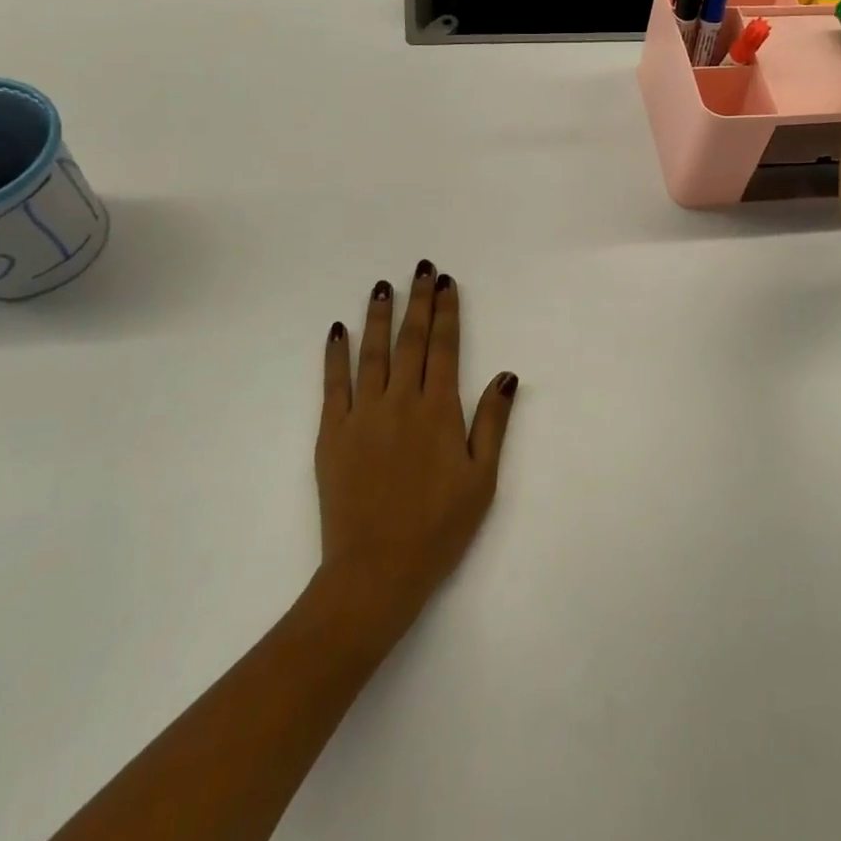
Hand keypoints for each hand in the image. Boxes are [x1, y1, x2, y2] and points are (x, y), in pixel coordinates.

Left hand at [317, 262, 519, 641]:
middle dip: (418, 302)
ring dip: (379, 316)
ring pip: (373, 353)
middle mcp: (401, 402)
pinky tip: (337, 330)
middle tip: (422, 269)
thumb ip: (492, 423)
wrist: (376, 571)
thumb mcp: (481, 479)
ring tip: (383, 286)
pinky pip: (334, 384)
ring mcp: (363, 415)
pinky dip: (336, 355)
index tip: (447, 284)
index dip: (447, 313)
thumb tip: (507, 375)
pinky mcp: (333, 433)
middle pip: (411, 341)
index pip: (444, 348)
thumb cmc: (438, 528)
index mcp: (440, 412)